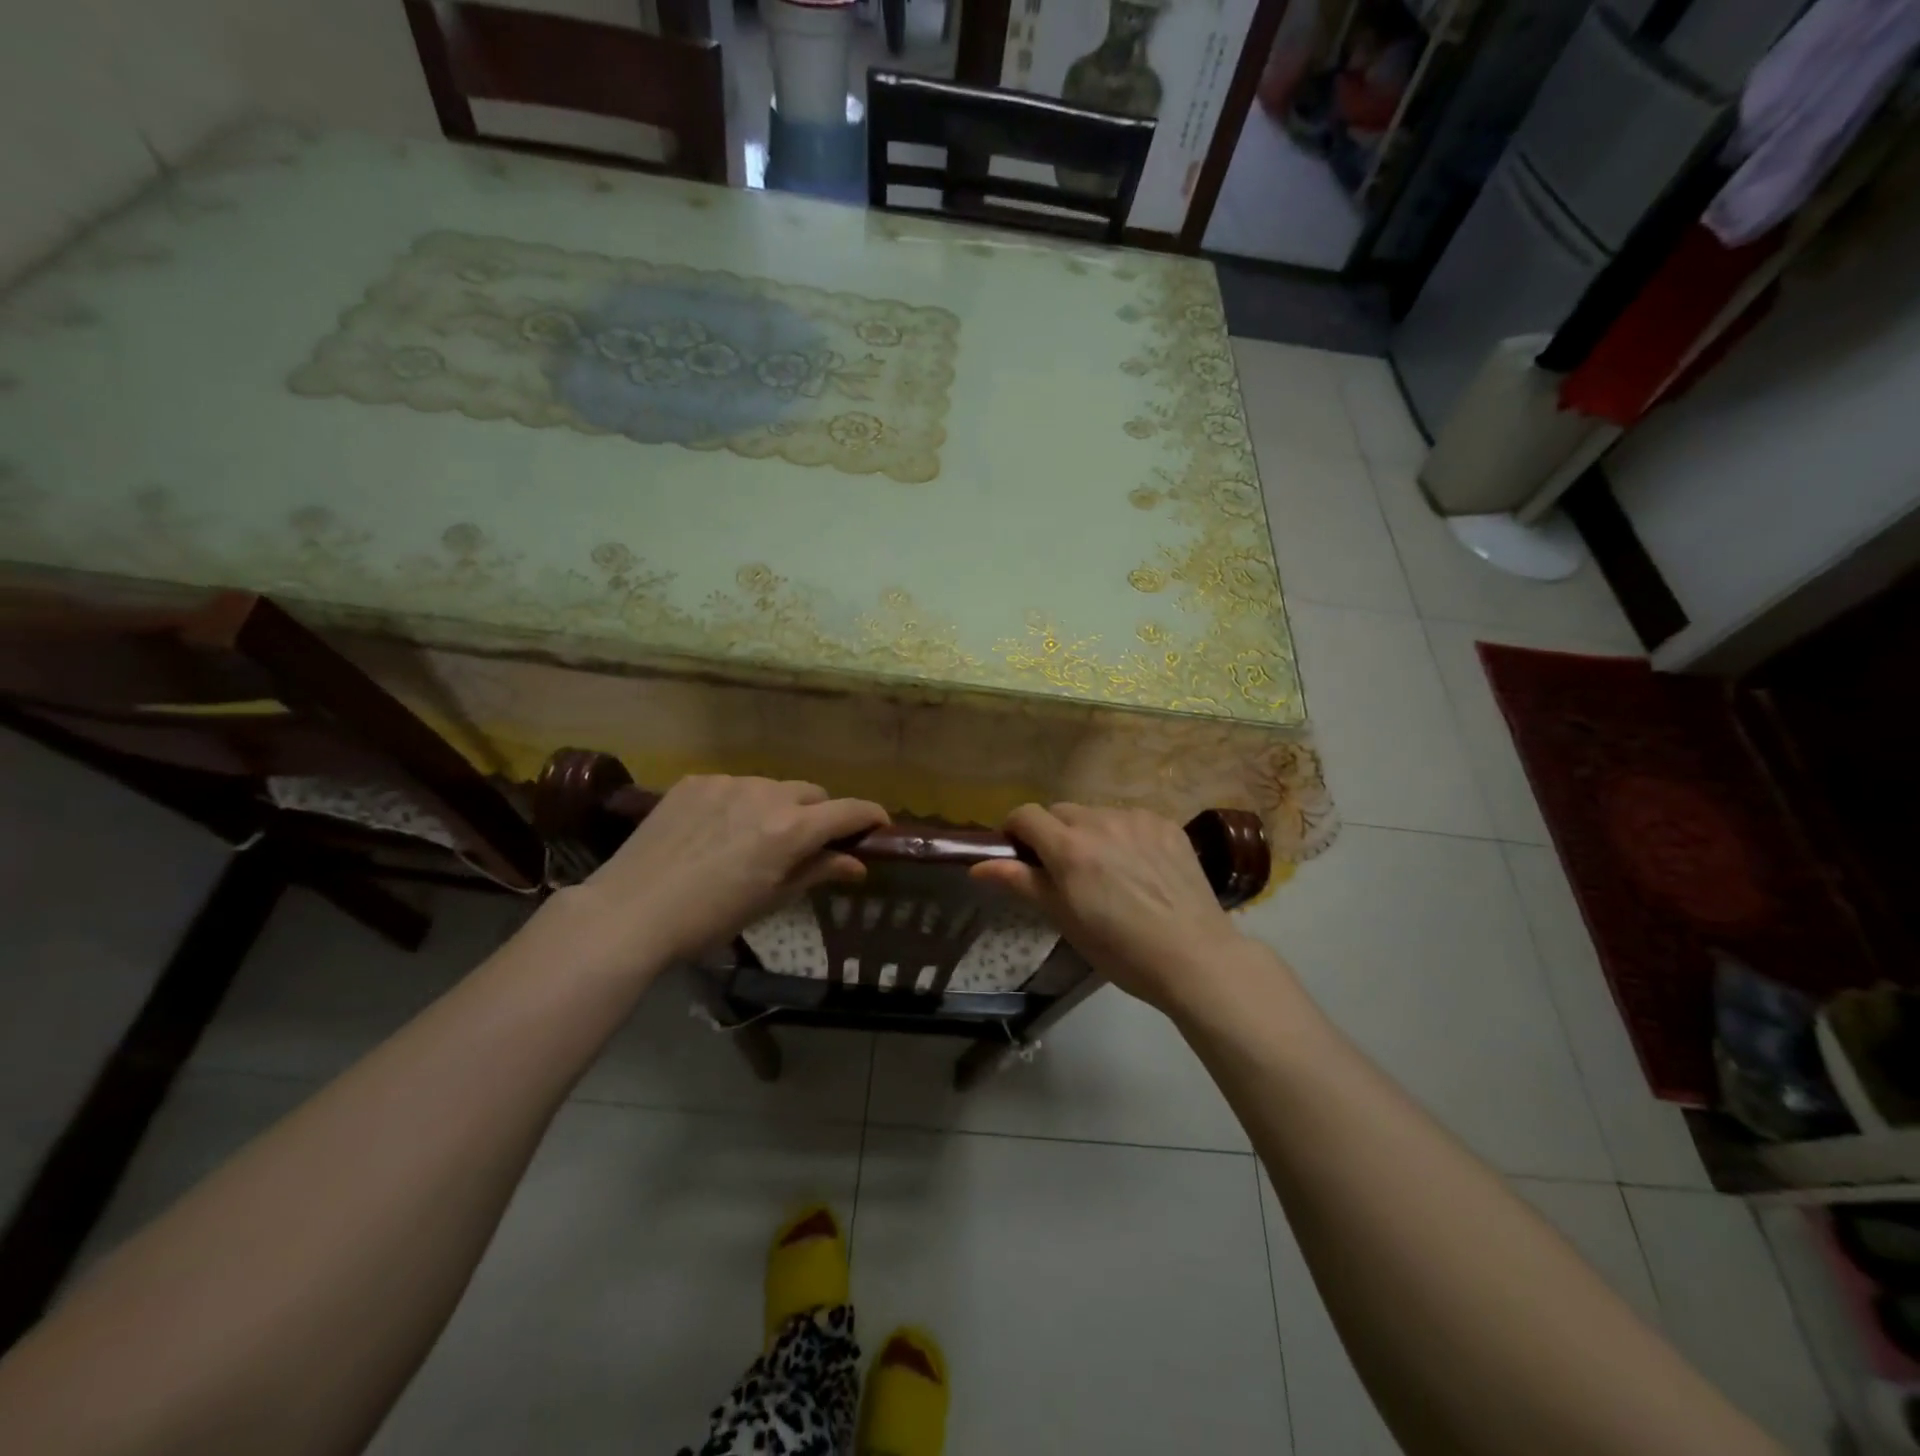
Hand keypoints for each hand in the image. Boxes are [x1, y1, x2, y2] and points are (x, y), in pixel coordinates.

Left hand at [556, 775, 888, 972]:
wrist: (629, 912)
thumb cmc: (708, 919)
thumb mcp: (770, 901)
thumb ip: (817, 872)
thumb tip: (857, 864)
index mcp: (791, 829)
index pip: (848, 811)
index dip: (870, 816)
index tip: (879, 826)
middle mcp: (766, 794)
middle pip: (812, 794)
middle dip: (819, 815)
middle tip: (805, 844)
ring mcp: (728, 782)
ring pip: (772, 787)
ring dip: (778, 807)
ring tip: (752, 838)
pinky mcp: (695, 781)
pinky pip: (734, 785)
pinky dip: (739, 803)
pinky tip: (716, 831)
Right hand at [971, 802, 1248, 1015]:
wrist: (1194, 957)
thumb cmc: (1119, 949)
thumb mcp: (1063, 918)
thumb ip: (1020, 882)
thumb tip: (978, 865)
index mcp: (1069, 847)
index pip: (1026, 815)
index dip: (1015, 829)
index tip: (1019, 852)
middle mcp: (1100, 822)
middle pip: (1061, 812)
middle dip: (1054, 833)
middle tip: (1064, 870)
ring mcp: (1137, 819)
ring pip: (1097, 814)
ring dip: (1091, 833)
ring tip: (1108, 871)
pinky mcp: (1166, 825)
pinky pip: (1131, 820)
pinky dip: (1125, 836)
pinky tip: (1140, 868)